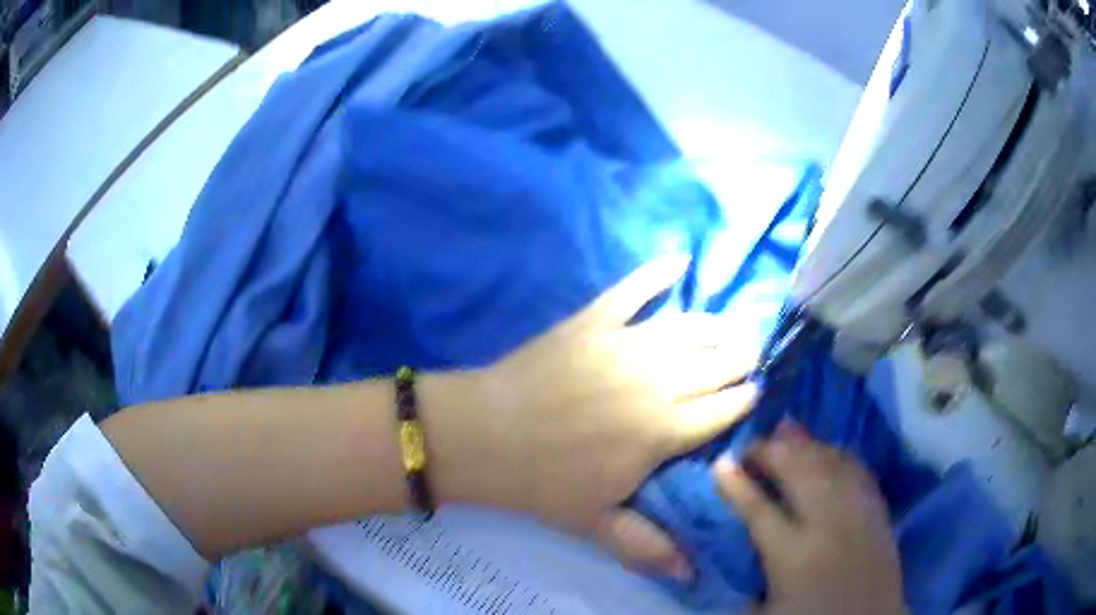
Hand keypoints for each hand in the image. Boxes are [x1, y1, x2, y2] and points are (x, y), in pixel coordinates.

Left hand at [425, 257, 758, 577]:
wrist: (482, 436)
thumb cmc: (541, 483)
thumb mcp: (597, 523)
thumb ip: (647, 546)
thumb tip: (692, 574)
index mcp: (662, 431)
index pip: (723, 410)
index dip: (745, 399)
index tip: (758, 390)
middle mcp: (656, 381)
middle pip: (716, 363)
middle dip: (741, 358)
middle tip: (753, 353)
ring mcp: (625, 344)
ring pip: (689, 328)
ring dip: (717, 326)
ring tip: (732, 326)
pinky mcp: (592, 321)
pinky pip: (632, 290)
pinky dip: (656, 273)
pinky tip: (679, 260)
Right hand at [713, 422, 905, 614]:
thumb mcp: (765, 611)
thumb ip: (747, 576)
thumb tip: (730, 543)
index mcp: (792, 557)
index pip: (758, 510)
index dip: (736, 485)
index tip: (720, 464)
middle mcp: (828, 526)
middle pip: (799, 473)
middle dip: (771, 451)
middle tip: (750, 443)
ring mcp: (859, 513)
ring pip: (830, 462)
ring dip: (805, 444)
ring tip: (784, 431)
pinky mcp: (879, 510)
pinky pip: (857, 469)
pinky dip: (838, 453)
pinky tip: (826, 448)